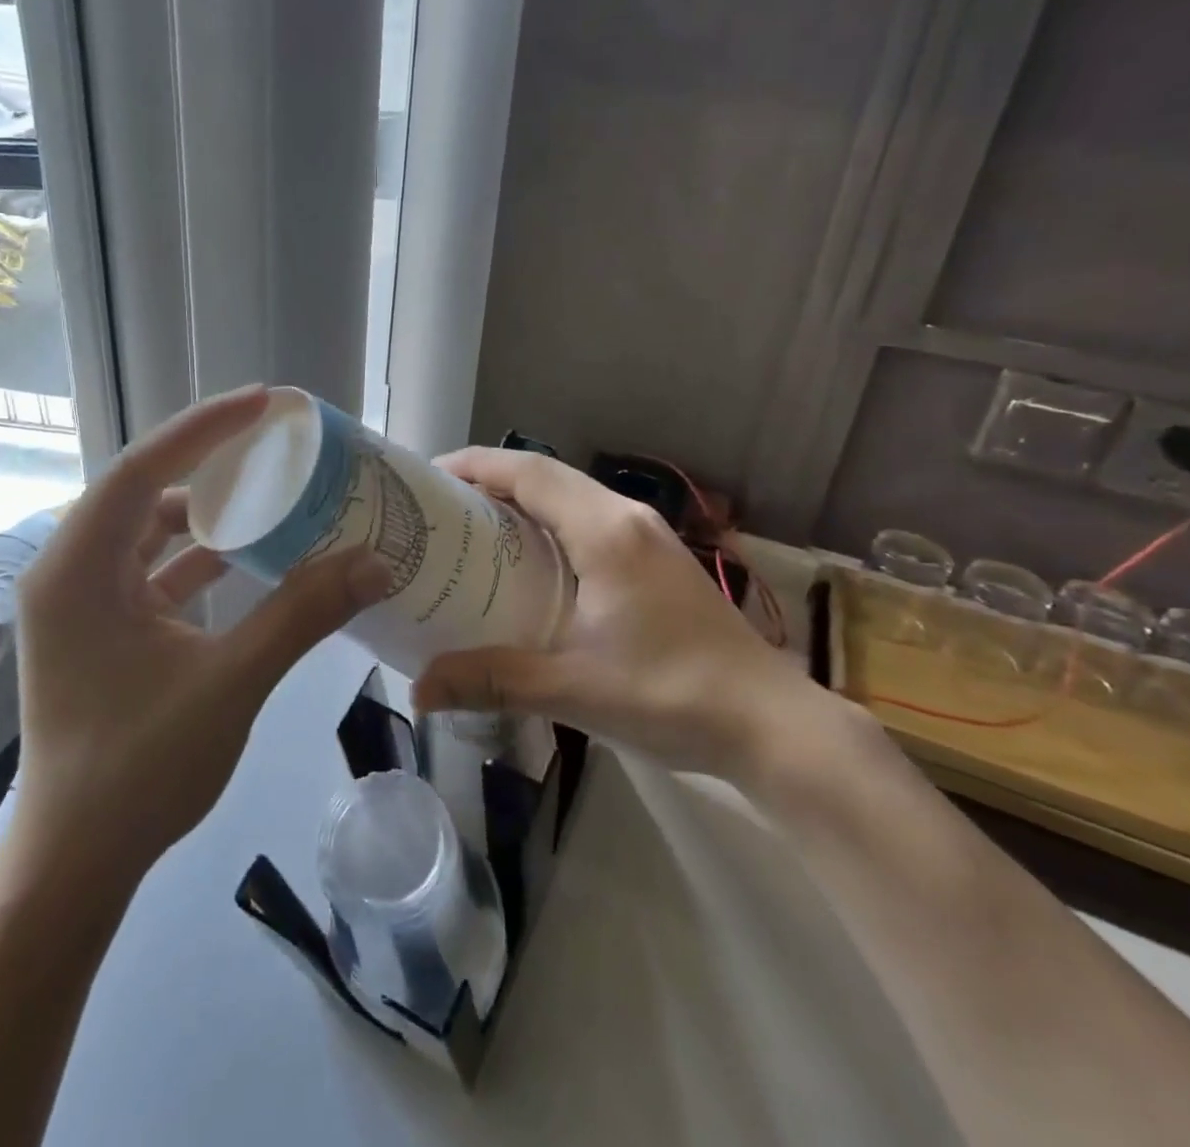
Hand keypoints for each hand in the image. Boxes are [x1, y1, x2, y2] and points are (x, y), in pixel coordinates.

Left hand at [10, 387, 392, 877]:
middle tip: (268, 437)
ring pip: (146, 532)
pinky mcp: (101, 631)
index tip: (263, 404)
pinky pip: (152, 571)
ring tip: (263, 487)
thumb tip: (375, 562)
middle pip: (140, 491)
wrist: (76, 865)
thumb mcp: (230, 682)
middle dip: (204, 459)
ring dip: (202, 509)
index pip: (139, 471)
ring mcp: (82, 604)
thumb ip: (302, 615)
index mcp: (77, 572)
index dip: (202, 430)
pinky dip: (197, 557)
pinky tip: (246, 555)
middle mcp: (69, 574)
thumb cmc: (138, 770)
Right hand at [411, 448, 821, 783]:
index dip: (475, 465)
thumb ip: (494, 681)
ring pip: (571, 497)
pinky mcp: (657, 561)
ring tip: (474, 530)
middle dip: (491, 480)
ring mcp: (648, 537)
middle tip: (440, 508)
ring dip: (522, 501)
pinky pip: (589, 521)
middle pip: (548, 476)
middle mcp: (626, 519)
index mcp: (606, 532)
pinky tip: (530, 564)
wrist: (771, 724)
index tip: (428, 477)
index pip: (530, 472)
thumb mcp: (575, 689)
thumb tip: (418, 690)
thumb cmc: (673, 696)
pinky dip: (549, 525)